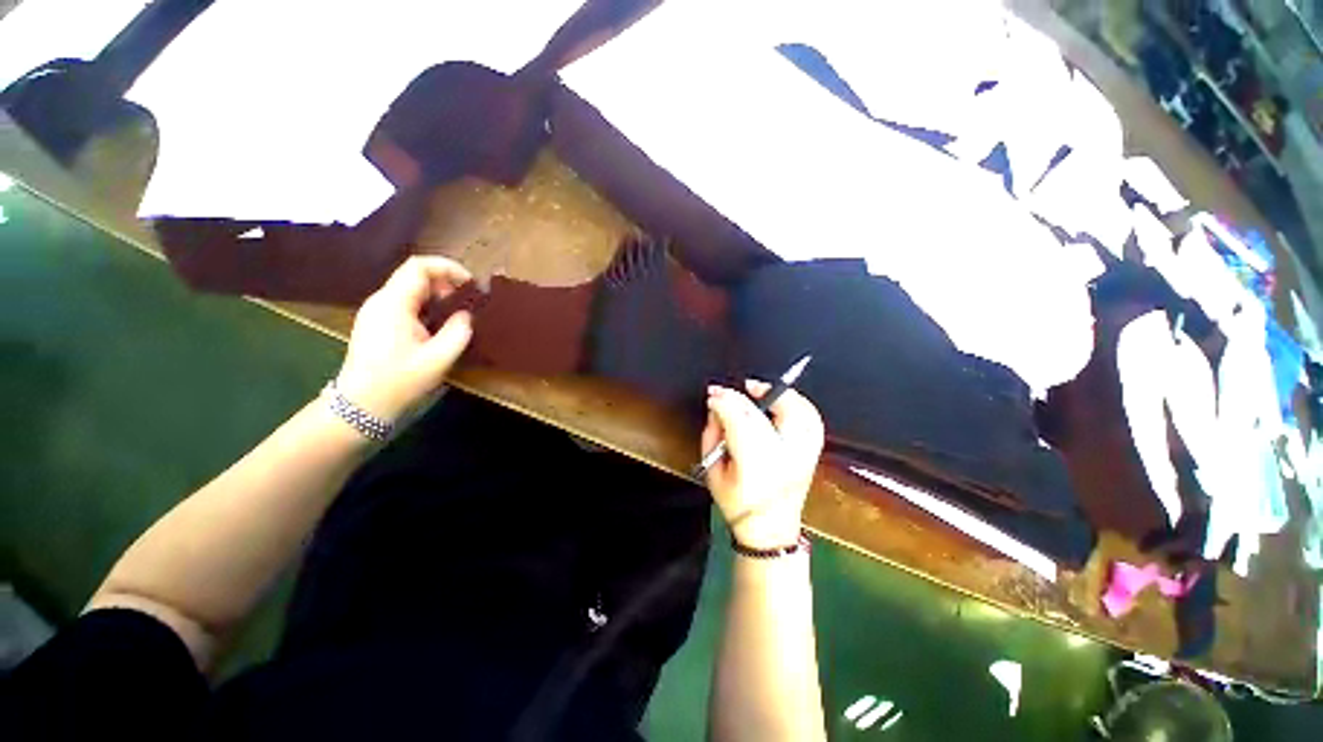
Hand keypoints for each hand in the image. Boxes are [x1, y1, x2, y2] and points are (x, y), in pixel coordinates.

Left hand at [336, 256, 474, 421]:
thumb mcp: (438, 359)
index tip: (471, 285)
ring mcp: (376, 313)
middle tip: (469, 305)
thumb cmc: (399, 382)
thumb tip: (466, 314)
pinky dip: (428, 308)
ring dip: (438, 297)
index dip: (448, 268)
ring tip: (458, 317)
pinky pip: (406, 305)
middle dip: (446, 284)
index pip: (419, 267)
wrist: (360, 407)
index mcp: (393, 304)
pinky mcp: (377, 325)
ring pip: (411, 290)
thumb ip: (458, 331)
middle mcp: (381, 302)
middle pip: (415, 276)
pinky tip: (439, 328)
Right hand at [701, 381, 824, 549]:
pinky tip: (781, 401)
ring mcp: (804, 454)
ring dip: (778, 394)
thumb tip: (716, 407)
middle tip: (733, 390)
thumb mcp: (712, 470)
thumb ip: (712, 434)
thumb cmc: (736, 503)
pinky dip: (798, 403)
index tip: (713, 395)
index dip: (726, 402)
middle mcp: (786, 458)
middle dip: (747, 394)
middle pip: (771, 412)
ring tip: (759, 390)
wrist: (770, 529)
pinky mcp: (813, 452)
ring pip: (799, 410)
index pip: (742, 421)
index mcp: (756, 467)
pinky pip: (812, 418)